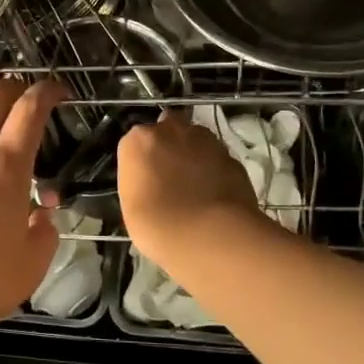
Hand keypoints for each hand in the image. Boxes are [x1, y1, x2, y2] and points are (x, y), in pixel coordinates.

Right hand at [117, 110, 262, 263]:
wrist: (210, 236)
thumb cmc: (157, 224)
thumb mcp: (131, 205)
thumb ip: (139, 181)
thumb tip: (150, 181)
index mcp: (140, 140)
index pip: (136, 142)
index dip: (142, 160)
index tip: (144, 179)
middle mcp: (172, 130)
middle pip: (168, 128)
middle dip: (169, 145)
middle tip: (169, 175)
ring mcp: (207, 141)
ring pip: (196, 140)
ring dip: (194, 154)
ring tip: (195, 187)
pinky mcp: (232, 157)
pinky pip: (217, 160)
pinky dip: (215, 171)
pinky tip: (214, 195)